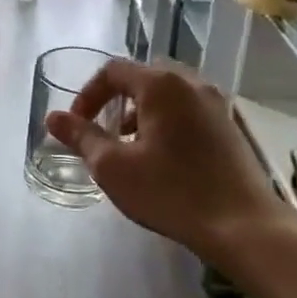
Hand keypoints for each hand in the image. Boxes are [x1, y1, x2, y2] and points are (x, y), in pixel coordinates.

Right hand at [47, 60, 284, 262]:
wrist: (243, 225)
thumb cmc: (171, 192)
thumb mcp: (113, 166)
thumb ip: (81, 137)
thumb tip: (53, 118)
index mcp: (162, 84)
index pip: (113, 71)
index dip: (88, 95)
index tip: (77, 125)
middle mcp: (192, 83)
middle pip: (143, 77)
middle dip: (115, 100)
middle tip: (102, 131)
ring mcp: (216, 103)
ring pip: (168, 93)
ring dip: (141, 111)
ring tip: (130, 146)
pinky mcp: (229, 126)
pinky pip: (188, 109)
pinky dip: (166, 121)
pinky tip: (162, 157)